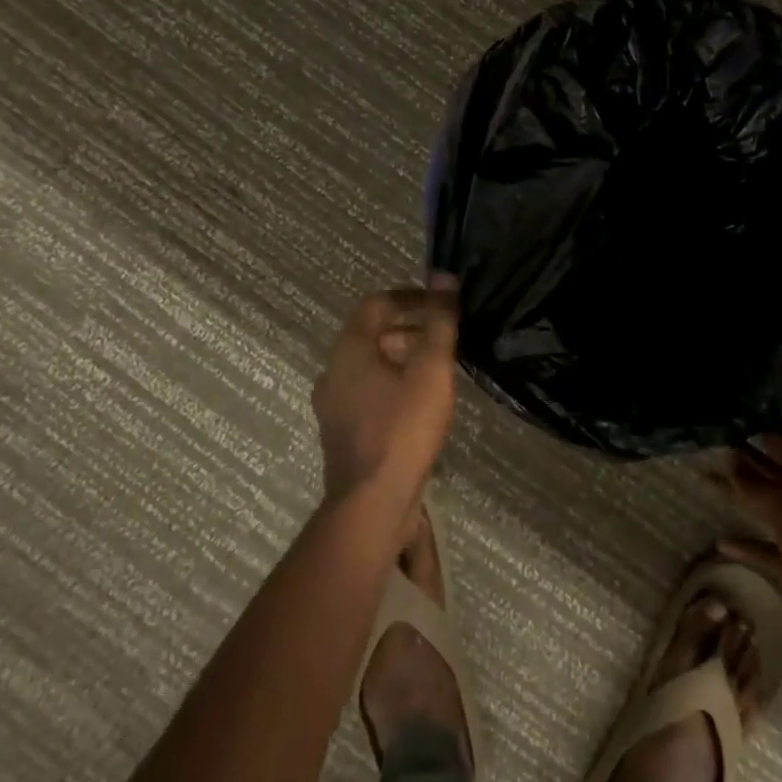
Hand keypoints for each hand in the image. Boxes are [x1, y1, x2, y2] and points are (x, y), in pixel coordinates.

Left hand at [312, 282, 458, 509]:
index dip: (413, 298)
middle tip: (447, 338)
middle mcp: (334, 372)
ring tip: (440, 370)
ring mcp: (334, 406)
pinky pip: (370, 393)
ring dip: (405, 358)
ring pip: (371, 366)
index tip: (444, 306)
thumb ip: (440, 321)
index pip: (378, 303)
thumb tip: (444, 276)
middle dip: (412, 328)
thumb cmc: (403, 428)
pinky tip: (422, 404)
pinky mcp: (344, 433)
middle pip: (373, 333)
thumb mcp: (432, 369)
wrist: (372, 505)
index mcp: (350, 349)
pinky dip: (395, 385)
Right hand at [711, 429, 781, 681]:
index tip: (726, 416)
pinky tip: (721, 543)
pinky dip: (746, 545)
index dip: (756, 428)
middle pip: (771, 473)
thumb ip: (760, 486)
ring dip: (738, 496)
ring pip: (765, 508)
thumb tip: (730, 458)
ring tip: (705, 479)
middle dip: (742, 459)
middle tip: (706, 443)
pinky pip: (766, 551)